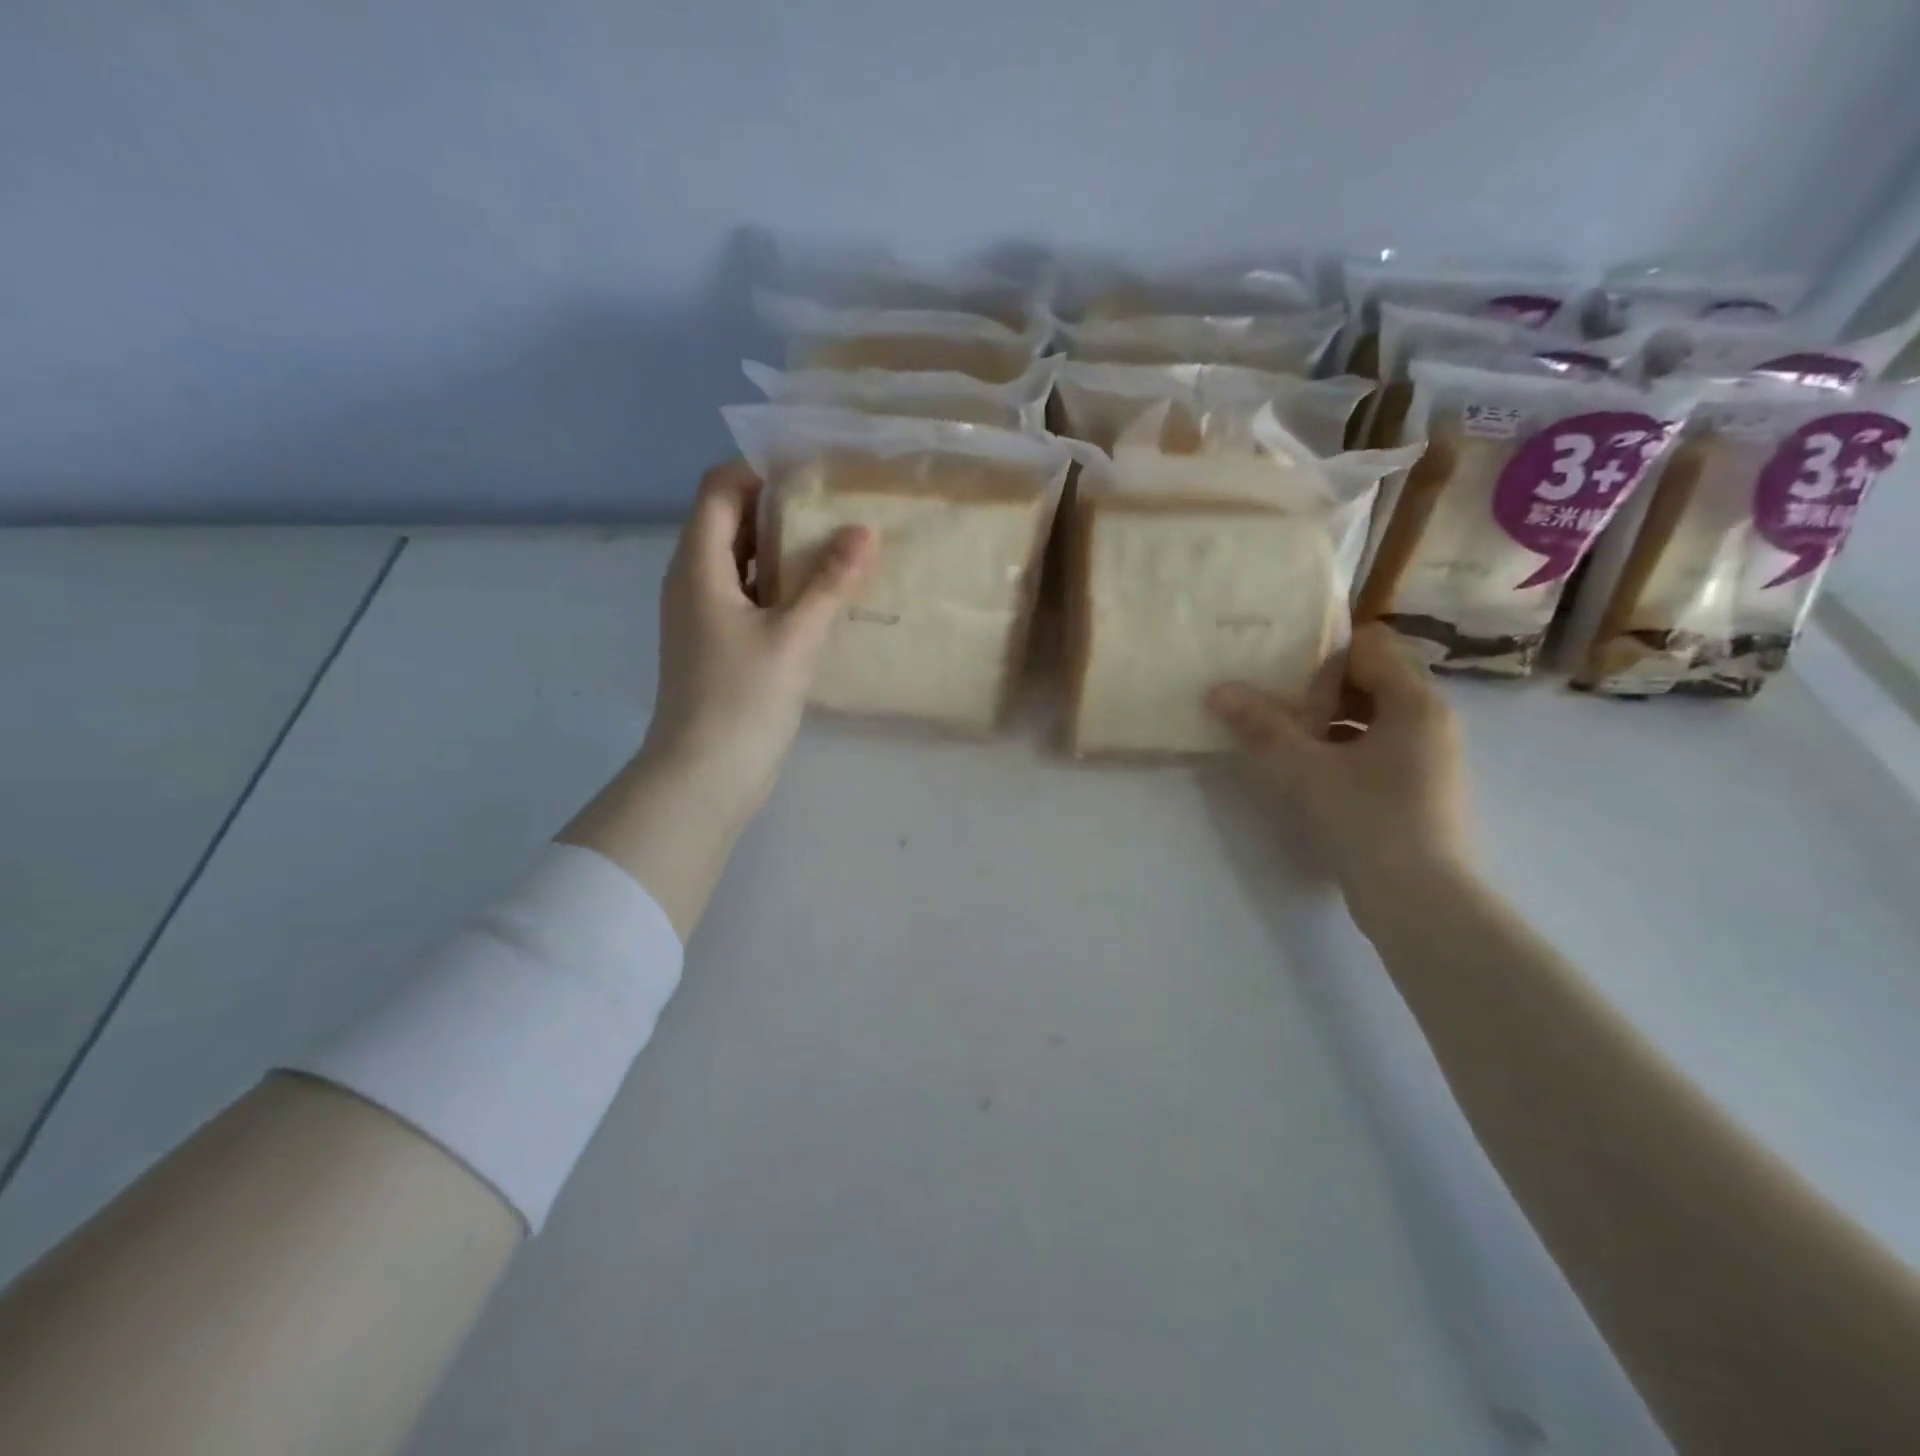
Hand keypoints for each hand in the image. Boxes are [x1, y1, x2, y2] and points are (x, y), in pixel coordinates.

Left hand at [637, 460, 875, 827]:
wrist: (704, 777)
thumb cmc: (742, 699)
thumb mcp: (794, 637)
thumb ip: (829, 582)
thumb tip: (863, 531)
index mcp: (698, 566)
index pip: (719, 490)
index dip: (760, 470)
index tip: (814, 471)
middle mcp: (693, 582)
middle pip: (731, 524)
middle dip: (780, 509)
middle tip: (838, 506)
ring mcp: (704, 617)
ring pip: (743, 565)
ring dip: (784, 552)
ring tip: (839, 547)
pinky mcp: (719, 647)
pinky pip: (749, 599)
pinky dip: (781, 590)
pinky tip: (823, 600)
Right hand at [1207, 623, 1470, 911]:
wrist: (1421, 902)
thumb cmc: (1368, 821)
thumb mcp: (1305, 770)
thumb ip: (1262, 725)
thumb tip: (1218, 689)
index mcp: (1415, 702)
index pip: (1371, 645)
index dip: (1323, 649)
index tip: (1279, 667)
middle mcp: (1431, 719)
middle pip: (1372, 677)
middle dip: (1320, 685)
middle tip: (1272, 698)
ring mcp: (1429, 754)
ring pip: (1374, 714)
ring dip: (1328, 717)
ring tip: (1282, 732)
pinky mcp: (1420, 785)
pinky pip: (1378, 744)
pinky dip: (1343, 744)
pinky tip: (1307, 766)